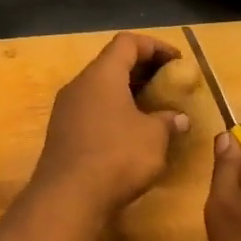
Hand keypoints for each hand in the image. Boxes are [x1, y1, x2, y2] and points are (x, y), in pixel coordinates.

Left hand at [30, 33, 190, 215]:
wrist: (67, 199)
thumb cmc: (117, 156)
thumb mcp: (154, 137)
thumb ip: (168, 121)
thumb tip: (179, 118)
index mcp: (102, 74)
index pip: (127, 42)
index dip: (155, 46)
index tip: (177, 61)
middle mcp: (80, 84)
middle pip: (112, 63)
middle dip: (143, 70)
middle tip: (168, 83)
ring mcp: (66, 109)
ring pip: (101, 88)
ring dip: (127, 93)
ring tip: (153, 109)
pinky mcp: (62, 133)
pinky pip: (92, 110)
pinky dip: (113, 112)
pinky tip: (130, 133)